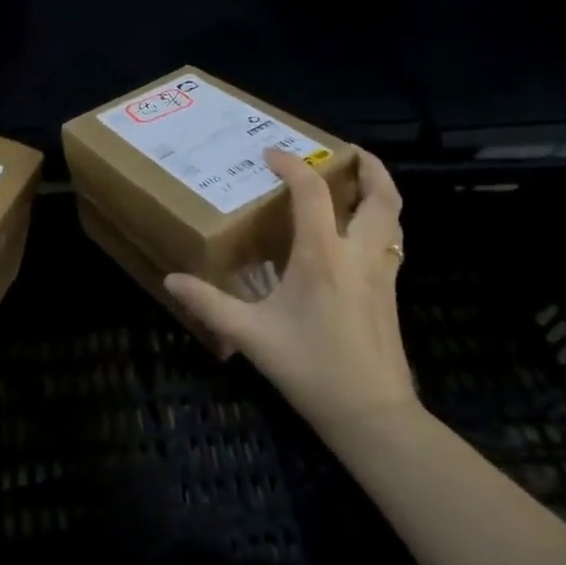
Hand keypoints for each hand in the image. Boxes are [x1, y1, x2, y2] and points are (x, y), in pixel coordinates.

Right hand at [164, 148, 417, 442]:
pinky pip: (392, 241)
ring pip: (394, 217)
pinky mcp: (391, 293)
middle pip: (380, 195)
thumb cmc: (311, 368)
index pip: (312, 193)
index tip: (270, 155)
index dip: (293, 166)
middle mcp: (358, 254)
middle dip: (368, 166)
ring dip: (380, 191)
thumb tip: (171, 280)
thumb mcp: (252, 336)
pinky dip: (381, 221)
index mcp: (323, 256)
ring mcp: (382, 273)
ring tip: (359, 181)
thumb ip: (210, 304)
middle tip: (347, 151)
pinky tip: (359, 234)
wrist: (372, 414)